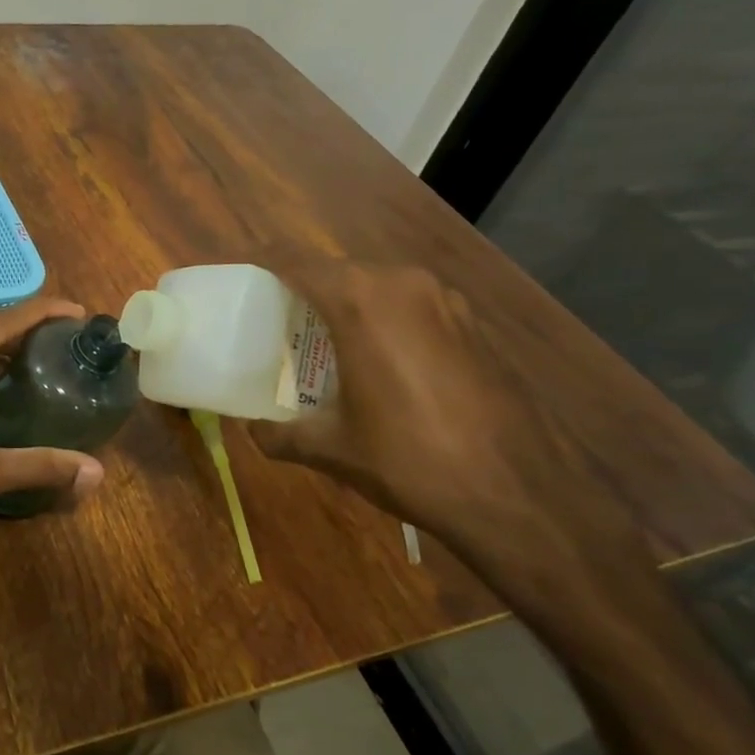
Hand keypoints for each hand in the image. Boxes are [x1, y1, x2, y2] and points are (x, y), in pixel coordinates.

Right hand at [248, 255, 655, 606]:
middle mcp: (402, 284)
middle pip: (335, 269)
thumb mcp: (330, 448)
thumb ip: (278, 434)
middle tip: (275, 320)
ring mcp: (445, 300)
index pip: (294, 259)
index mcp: (360, 300)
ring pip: (376, 284)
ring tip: (322, 340)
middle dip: (302, 287)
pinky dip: (383, 317)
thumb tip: (252, 431)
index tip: (239, 274)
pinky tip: (378, 359)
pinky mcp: (472, 323)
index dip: (260, 260)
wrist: (515, 494)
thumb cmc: (408, 460)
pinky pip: (409, 304)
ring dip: (345, 302)